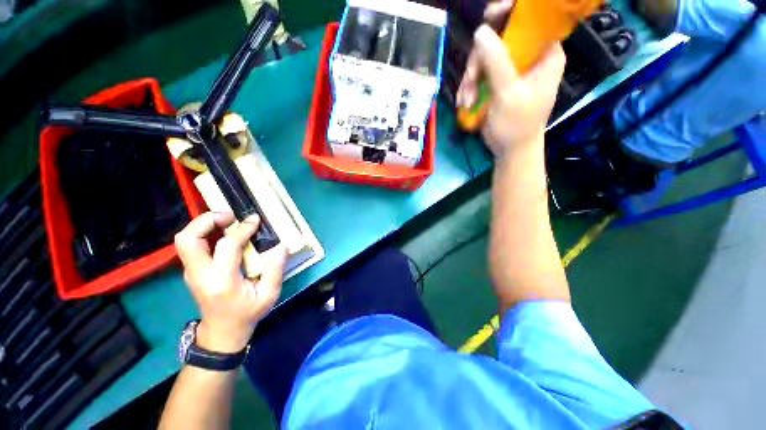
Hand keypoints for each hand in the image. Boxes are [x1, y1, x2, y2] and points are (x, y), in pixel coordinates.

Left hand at [174, 212, 286, 353]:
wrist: (222, 332)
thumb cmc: (247, 314)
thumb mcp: (269, 295)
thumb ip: (275, 269)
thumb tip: (280, 246)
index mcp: (222, 281)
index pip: (226, 246)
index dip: (242, 229)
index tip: (256, 221)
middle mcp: (200, 274)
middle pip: (187, 239)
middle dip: (207, 220)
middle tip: (230, 216)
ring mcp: (192, 273)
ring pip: (185, 240)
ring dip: (204, 225)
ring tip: (228, 221)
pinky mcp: (192, 271)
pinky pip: (193, 245)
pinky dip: (206, 233)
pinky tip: (225, 233)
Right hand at [457, 20, 565, 157]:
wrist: (510, 150)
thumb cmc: (517, 125)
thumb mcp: (508, 94)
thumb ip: (497, 62)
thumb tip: (481, 31)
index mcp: (544, 53)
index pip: (531, 19)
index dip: (510, 12)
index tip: (489, 17)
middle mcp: (529, 56)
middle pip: (500, 37)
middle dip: (479, 60)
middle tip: (470, 79)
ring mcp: (511, 69)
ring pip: (484, 57)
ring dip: (471, 79)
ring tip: (466, 100)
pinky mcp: (497, 81)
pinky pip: (479, 74)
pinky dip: (470, 88)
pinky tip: (465, 103)